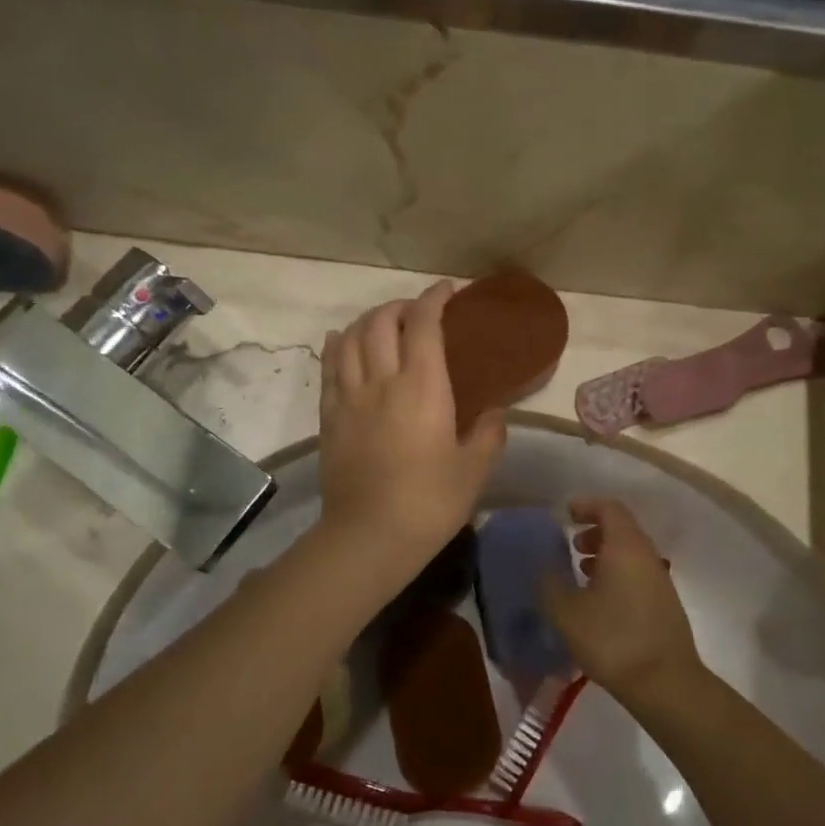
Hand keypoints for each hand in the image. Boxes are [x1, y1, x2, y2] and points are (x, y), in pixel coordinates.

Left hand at [318, 282, 505, 563]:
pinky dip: (336, 345)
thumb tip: (496, 413)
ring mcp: (349, 397)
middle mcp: (382, 380)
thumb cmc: (430, 502)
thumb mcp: (474, 469)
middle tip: (416, 313)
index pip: (424, 324)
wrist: (370, 535)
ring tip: (381, 324)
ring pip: (350, 338)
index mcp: (423, 387)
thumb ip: (489, 434)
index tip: (447, 290)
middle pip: (381, 322)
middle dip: (400, 307)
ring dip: (367, 321)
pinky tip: (341, 341)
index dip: (434, 299)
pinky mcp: (329, 417)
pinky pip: (329, 367)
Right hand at [542, 498, 703, 708]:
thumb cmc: (612, 639)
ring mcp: (659, 580)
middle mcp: (646, 555)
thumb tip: (542, 568)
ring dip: (605, 554)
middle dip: (595, 530)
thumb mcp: (566, 612)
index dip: (587, 505)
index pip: (609, 508)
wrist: (665, 683)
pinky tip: (599, 600)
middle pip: (622, 528)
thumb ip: (549, 584)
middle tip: (571, 545)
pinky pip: (637, 573)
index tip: (566, 514)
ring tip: (581, 572)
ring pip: (630, 552)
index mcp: (625, 546)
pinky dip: (617, 572)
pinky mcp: (664, 603)